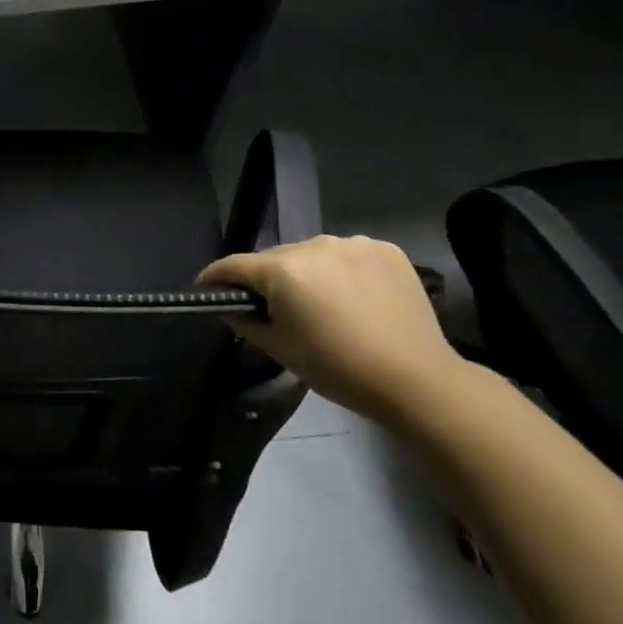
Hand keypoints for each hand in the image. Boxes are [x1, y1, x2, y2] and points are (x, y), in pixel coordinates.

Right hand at [199, 235, 467, 421]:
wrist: (417, 380)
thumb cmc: (338, 368)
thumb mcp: (281, 349)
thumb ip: (246, 321)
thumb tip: (230, 306)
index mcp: (284, 269)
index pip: (235, 265)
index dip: (215, 277)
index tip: (205, 287)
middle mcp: (314, 245)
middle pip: (276, 259)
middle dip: (268, 279)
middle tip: (275, 309)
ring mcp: (353, 243)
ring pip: (313, 255)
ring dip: (308, 273)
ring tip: (322, 304)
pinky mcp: (386, 249)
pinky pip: (348, 256)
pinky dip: (343, 271)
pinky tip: (355, 298)